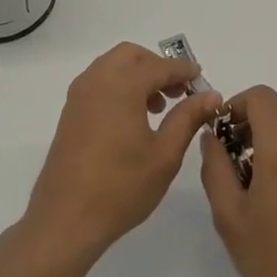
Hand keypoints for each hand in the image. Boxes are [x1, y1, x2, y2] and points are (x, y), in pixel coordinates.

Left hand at [24, 42, 222, 260]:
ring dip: (137, 75)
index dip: (183, 71)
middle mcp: (96, 81)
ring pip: (112, 66)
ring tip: (158, 107)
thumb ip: (189, 118)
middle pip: (131, 55)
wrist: (65, 221)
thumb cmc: (121, 187)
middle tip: (178, 91)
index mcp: (122, 86)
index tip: (202, 80)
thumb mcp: (165, 154)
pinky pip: (98, 83)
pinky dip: (119, 86)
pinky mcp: (69, 114)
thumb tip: (211, 95)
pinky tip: (132, 118)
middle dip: (157, 66)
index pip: (159, 66)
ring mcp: (78, 96)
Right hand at [200, 85, 276, 276]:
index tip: (223, 133)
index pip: (261, 97)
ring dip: (268, 154)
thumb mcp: (229, 215)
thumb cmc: (273, 258)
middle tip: (233, 177)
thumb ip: (215, 166)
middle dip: (248, 137)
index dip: (237, 105)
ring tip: (256, 200)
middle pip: (273, 121)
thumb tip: (212, 136)